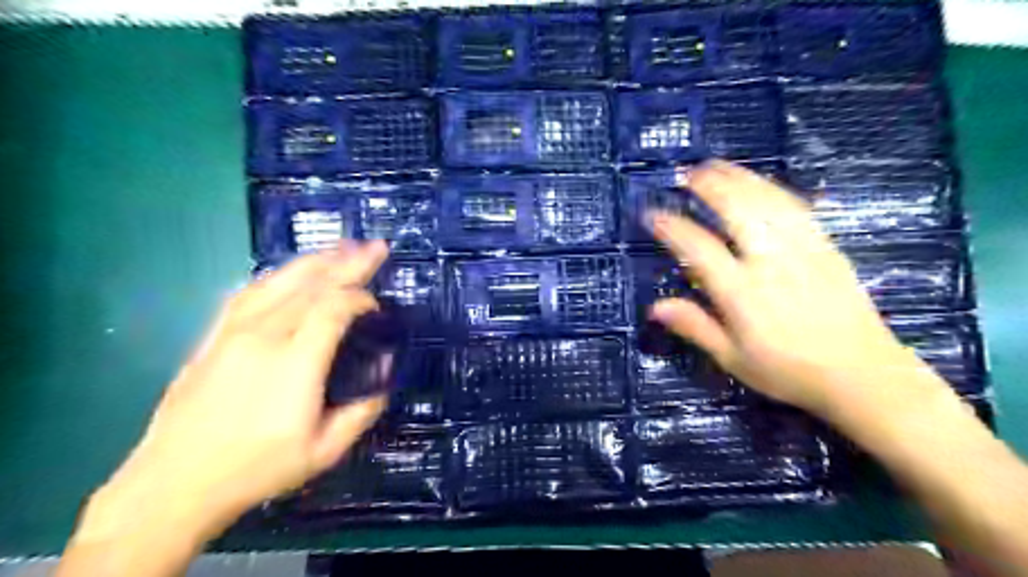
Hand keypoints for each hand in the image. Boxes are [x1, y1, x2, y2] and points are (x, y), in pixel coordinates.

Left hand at [76, 242, 392, 545]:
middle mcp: (265, 336)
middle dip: (349, 262)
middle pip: (312, 285)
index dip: (361, 297)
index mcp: (296, 362)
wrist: (173, 484)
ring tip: (341, 247)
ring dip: (315, 261)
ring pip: (280, 281)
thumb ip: (362, 411)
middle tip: (375, 246)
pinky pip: (249, 293)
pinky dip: (277, 276)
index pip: (334, 308)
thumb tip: (384, 374)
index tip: (377, 305)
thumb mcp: (323, 451)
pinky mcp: (213, 336)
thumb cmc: (255, 468)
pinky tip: (289, 272)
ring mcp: (234, 332)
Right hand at [645, 161, 942, 416]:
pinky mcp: (826, 246)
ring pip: (767, 200)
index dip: (672, 227)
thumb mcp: (732, 357)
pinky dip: (772, 188)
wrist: (863, 375)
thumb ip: (694, 326)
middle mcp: (770, 261)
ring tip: (717, 166)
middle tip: (687, 173)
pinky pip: (795, 207)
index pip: (698, 247)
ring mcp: (802, 249)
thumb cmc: (788, 371)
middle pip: (737, 209)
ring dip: (739, 178)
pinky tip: (760, 183)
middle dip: (709, 185)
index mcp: (742, 292)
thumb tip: (654, 307)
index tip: (652, 214)